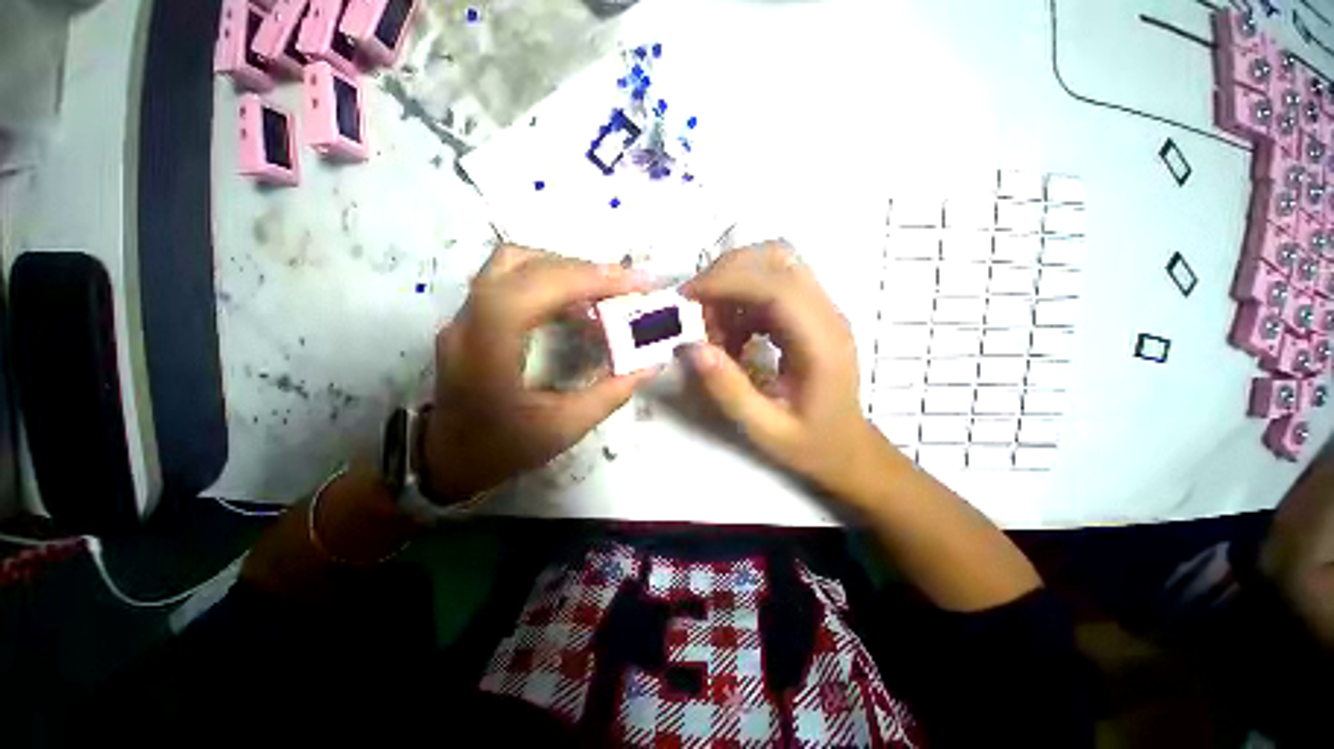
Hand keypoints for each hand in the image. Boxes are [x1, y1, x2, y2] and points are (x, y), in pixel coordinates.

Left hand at [423, 244, 655, 500]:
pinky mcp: (475, 318)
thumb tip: (649, 363)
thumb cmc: (502, 449)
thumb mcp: (564, 428)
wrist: (446, 461)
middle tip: (626, 287)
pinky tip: (579, 305)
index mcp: (487, 347)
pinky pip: (514, 280)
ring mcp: (467, 315)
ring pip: (515, 264)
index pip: (536, 287)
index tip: (635, 284)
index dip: (589, 277)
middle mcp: (470, 320)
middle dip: (583, 270)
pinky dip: (553, 282)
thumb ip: (611, 393)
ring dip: (565, 271)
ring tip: (604, 293)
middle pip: (525, 265)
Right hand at [681, 241, 887, 495]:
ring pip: (771, 265)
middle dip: (725, 274)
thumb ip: (729, 390)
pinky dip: (740, 300)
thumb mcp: (765, 429)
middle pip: (775, 259)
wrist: (848, 448)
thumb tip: (691, 347)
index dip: (727, 281)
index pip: (776, 286)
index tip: (686, 298)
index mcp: (822, 342)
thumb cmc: (811, 444)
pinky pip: (769, 286)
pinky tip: (732, 336)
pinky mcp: (809, 312)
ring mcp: (820, 309)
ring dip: (732, 287)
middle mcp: (826, 313)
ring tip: (714, 331)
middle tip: (694, 312)